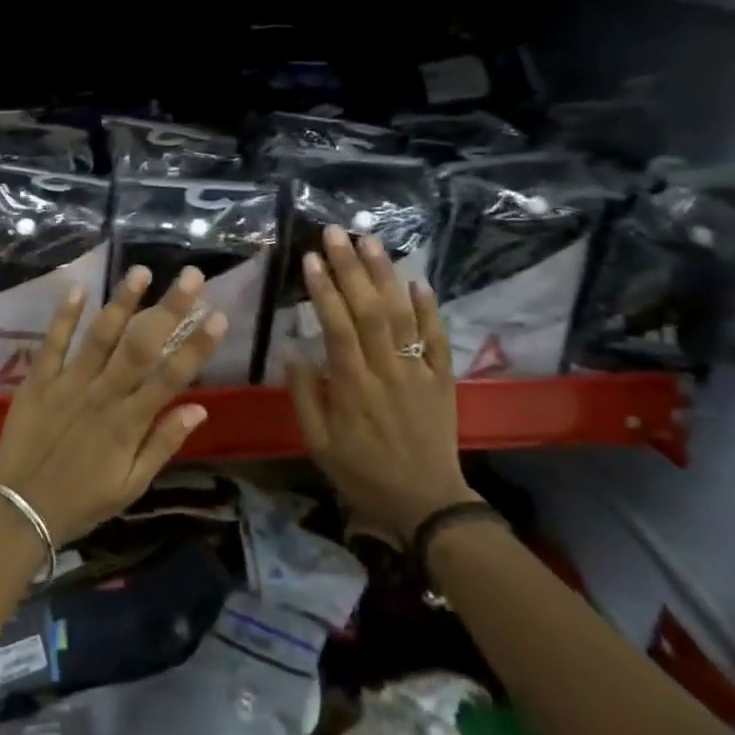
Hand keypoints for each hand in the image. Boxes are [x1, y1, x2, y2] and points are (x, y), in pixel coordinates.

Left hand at [0, 263, 226, 544]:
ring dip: (121, 302)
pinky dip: (63, 316)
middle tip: (191, 276)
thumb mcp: (131, 485)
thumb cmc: (82, 500)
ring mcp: (67, 384)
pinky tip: (76, 288)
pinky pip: (52, 343)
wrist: (19, 511)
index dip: (196, 346)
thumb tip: (199, 407)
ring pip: (99, 337)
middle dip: (168, 309)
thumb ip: (163, 443)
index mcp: (128, 422)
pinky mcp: (37, 380)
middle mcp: (102, 395)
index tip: (217, 316)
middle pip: (141, 346)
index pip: (170, 377)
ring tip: (141, 270)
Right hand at [287, 224, 476, 540]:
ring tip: (370, 240)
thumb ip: (304, 394)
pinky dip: (430, 308)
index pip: (337, 327)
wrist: (426, 503)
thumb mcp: (318, 443)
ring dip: (386, 275)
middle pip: (370, 310)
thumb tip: (291, 347)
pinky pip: (438, 338)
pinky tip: (418, 280)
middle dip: (351, 268)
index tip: (310, 258)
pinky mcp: (443, 378)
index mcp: (352, 387)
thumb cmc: (361, 472)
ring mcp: (419, 372)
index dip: (324, 290)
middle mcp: (387, 371)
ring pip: (402, 315)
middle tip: (336, 232)